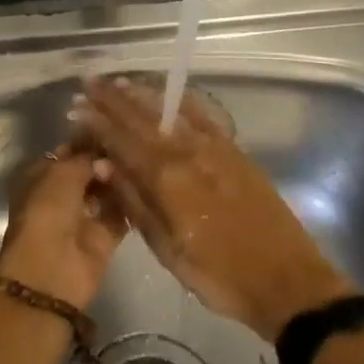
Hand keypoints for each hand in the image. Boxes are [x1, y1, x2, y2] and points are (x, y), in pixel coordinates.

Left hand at [0, 142, 126, 309]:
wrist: (52, 271)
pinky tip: (147, 184)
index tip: (112, 127)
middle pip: (88, 172)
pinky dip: (130, 204)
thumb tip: (105, 159)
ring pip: (105, 192)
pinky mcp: (103, 239)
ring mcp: (82, 218)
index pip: (66, 153)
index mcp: (40, 177)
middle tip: (131, 143)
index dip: (86, 141)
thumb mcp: (62, 173)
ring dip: (119, 180)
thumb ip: (86, 159)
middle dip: (106, 160)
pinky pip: (120, 215)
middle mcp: (60, 196)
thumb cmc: (47, 212)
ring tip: (141, 159)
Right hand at [76, 76, 355, 339]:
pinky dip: (181, 100)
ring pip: (169, 111)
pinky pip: (202, 115)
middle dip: (112, 100)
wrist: (286, 281)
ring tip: (118, 82)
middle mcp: (187, 153)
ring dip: (141, 95)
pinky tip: (170, 93)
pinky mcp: (234, 150)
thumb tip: (104, 166)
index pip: (121, 141)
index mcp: (166, 180)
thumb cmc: (220, 276)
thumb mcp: (169, 251)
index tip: (77, 108)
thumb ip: (135, 203)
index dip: (97, 122)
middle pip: (141, 119)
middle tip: (89, 84)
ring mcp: (213, 147)